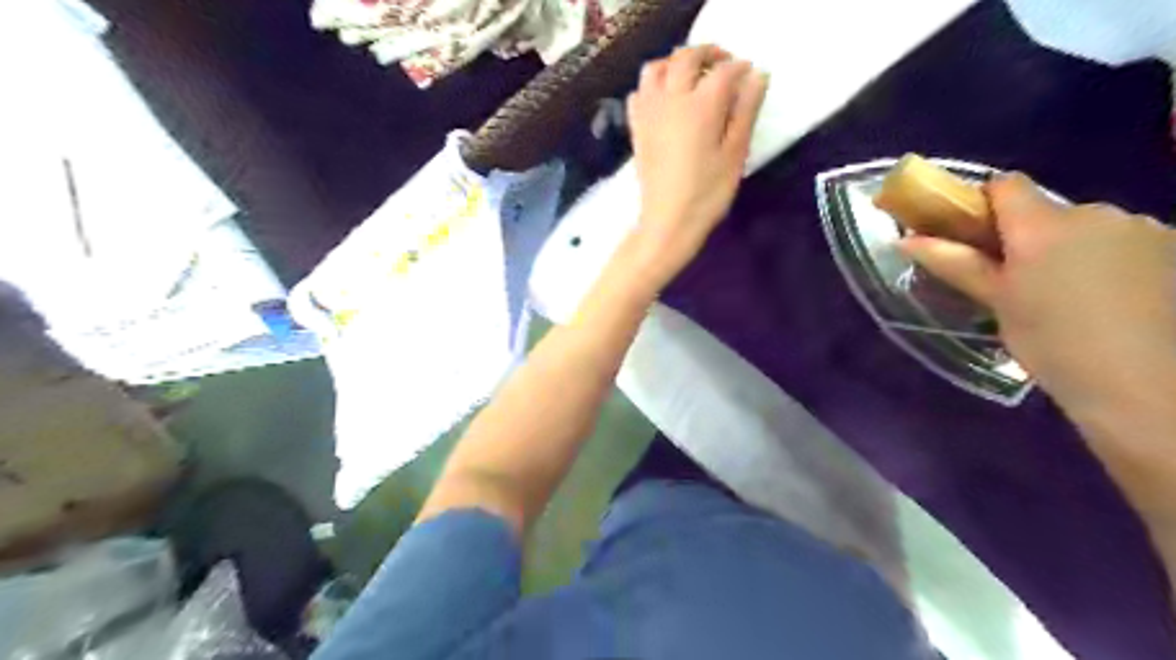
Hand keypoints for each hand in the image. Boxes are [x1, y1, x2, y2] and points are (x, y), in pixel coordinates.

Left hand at [629, 45, 768, 286]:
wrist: (668, 223)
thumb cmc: (707, 194)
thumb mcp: (735, 154)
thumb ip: (746, 111)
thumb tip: (758, 76)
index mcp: (701, 106)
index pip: (724, 71)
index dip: (740, 68)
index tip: (750, 75)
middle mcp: (671, 100)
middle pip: (686, 58)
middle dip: (708, 54)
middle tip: (724, 65)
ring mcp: (649, 113)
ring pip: (655, 69)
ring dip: (675, 63)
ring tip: (692, 76)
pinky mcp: (637, 129)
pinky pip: (639, 93)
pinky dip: (652, 85)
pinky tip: (665, 100)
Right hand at [902, 174, 1175, 406]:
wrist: (1143, 384)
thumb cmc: (1051, 343)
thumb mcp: (996, 303)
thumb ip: (956, 263)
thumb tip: (905, 240)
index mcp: (1042, 226)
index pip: (1007, 185)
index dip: (986, 203)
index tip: (977, 235)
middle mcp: (1094, 213)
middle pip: (1049, 211)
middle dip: (1032, 236)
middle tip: (1022, 281)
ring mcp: (1142, 228)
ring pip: (1090, 227)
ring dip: (1074, 248)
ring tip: (1073, 296)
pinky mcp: (1174, 247)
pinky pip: (1127, 241)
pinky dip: (1113, 260)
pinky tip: (1115, 299)